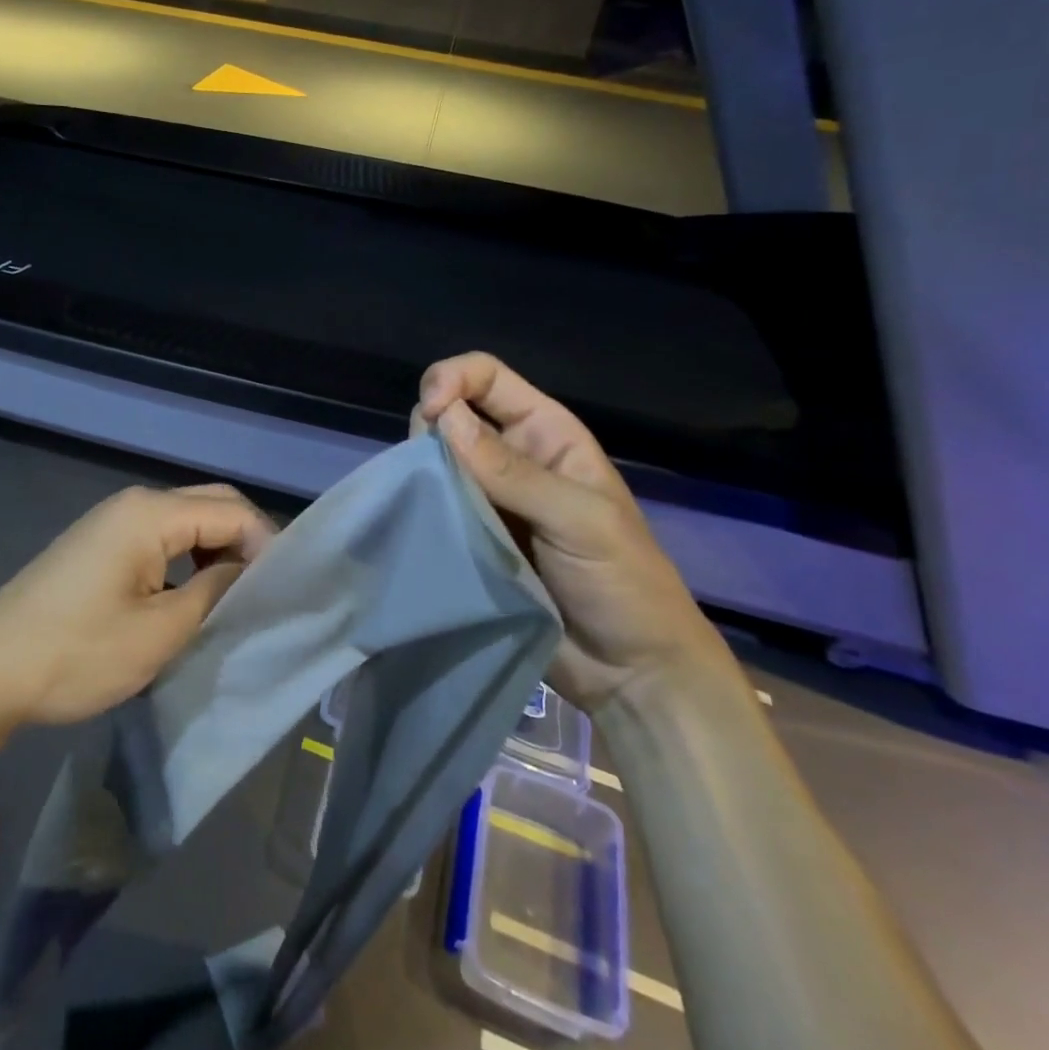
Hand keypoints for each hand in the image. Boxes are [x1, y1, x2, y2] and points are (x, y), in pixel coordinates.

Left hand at [0, 484, 275, 726]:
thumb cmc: (76, 653)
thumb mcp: (160, 632)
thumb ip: (215, 592)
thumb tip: (248, 571)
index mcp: (151, 513)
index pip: (232, 510)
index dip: (267, 545)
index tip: (284, 592)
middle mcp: (134, 503)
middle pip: (210, 504)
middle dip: (245, 541)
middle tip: (266, 592)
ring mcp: (112, 522)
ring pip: (185, 521)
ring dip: (216, 550)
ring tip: (235, 599)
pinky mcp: (98, 545)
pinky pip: (159, 538)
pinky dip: (187, 559)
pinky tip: (192, 595)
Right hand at [415, 352, 735, 713]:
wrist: (631, 671)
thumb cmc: (625, 584)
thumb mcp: (580, 520)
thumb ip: (512, 472)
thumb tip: (444, 419)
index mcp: (546, 434)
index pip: (486, 378)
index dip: (452, 380)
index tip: (432, 415)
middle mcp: (510, 457)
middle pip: (451, 414)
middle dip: (430, 428)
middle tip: (429, 472)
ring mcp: (487, 500)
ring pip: (434, 461)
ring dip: (421, 472)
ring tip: (427, 504)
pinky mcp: (469, 537)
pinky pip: (432, 507)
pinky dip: (419, 508)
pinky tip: (417, 523)